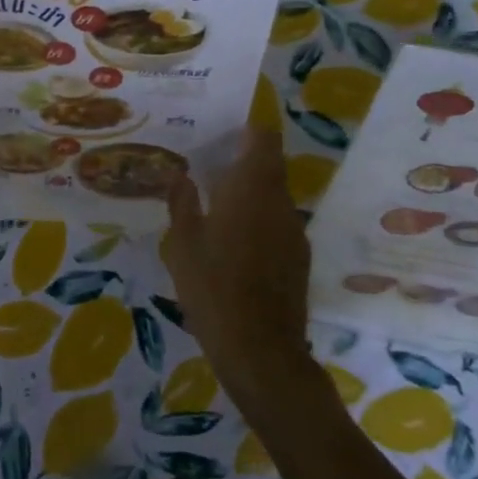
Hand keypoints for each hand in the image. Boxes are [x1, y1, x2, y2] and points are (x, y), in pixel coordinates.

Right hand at [161, 128, 315, 404]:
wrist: (260, 351)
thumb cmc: (213, 287)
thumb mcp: (181, 243)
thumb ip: (181, 203)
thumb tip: (179, 174)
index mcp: (252, 188)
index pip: (263, 139)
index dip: (247, 128)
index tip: (223, 127)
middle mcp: (279, 202)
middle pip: (269, 166)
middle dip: (242, 160)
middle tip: (207, 164)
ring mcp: (294, 232)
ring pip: (272, 196)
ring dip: (249, 192)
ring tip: (214, 203)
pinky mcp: (298, 259)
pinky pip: (276, 223)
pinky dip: (257, 219)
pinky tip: (232, 240)